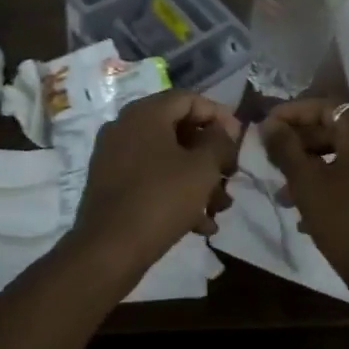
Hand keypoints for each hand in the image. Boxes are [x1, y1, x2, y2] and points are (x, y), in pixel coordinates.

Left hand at [71, 91, 239, 274]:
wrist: (109, 250)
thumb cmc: (161, 198)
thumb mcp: (202, 168)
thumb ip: (219, 142)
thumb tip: (223, 131)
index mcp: (145, 113)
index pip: (189, 99)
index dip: (219, 116)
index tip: (239, 140)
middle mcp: (125, 127)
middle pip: (178, 129)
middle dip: (210, 154)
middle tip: (231, 176)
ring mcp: (114, 156)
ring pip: (167, 158)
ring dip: (197, 179)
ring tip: (220, 208)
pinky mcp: (111, 185)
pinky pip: (150, 179)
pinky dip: (175, 193)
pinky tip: (199, 224)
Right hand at [260, 100, 348, 294]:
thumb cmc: (345, 222)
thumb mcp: (306, 183)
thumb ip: (285, 148)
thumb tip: (269, 124)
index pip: (324, 108)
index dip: (291, 114)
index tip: (266, 127)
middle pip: (336, 131)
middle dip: (300, 144)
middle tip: (272, 160)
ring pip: (345, 156)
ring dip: (313, 167)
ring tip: (285, 193)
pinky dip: (333, 182)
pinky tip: (309, 212)